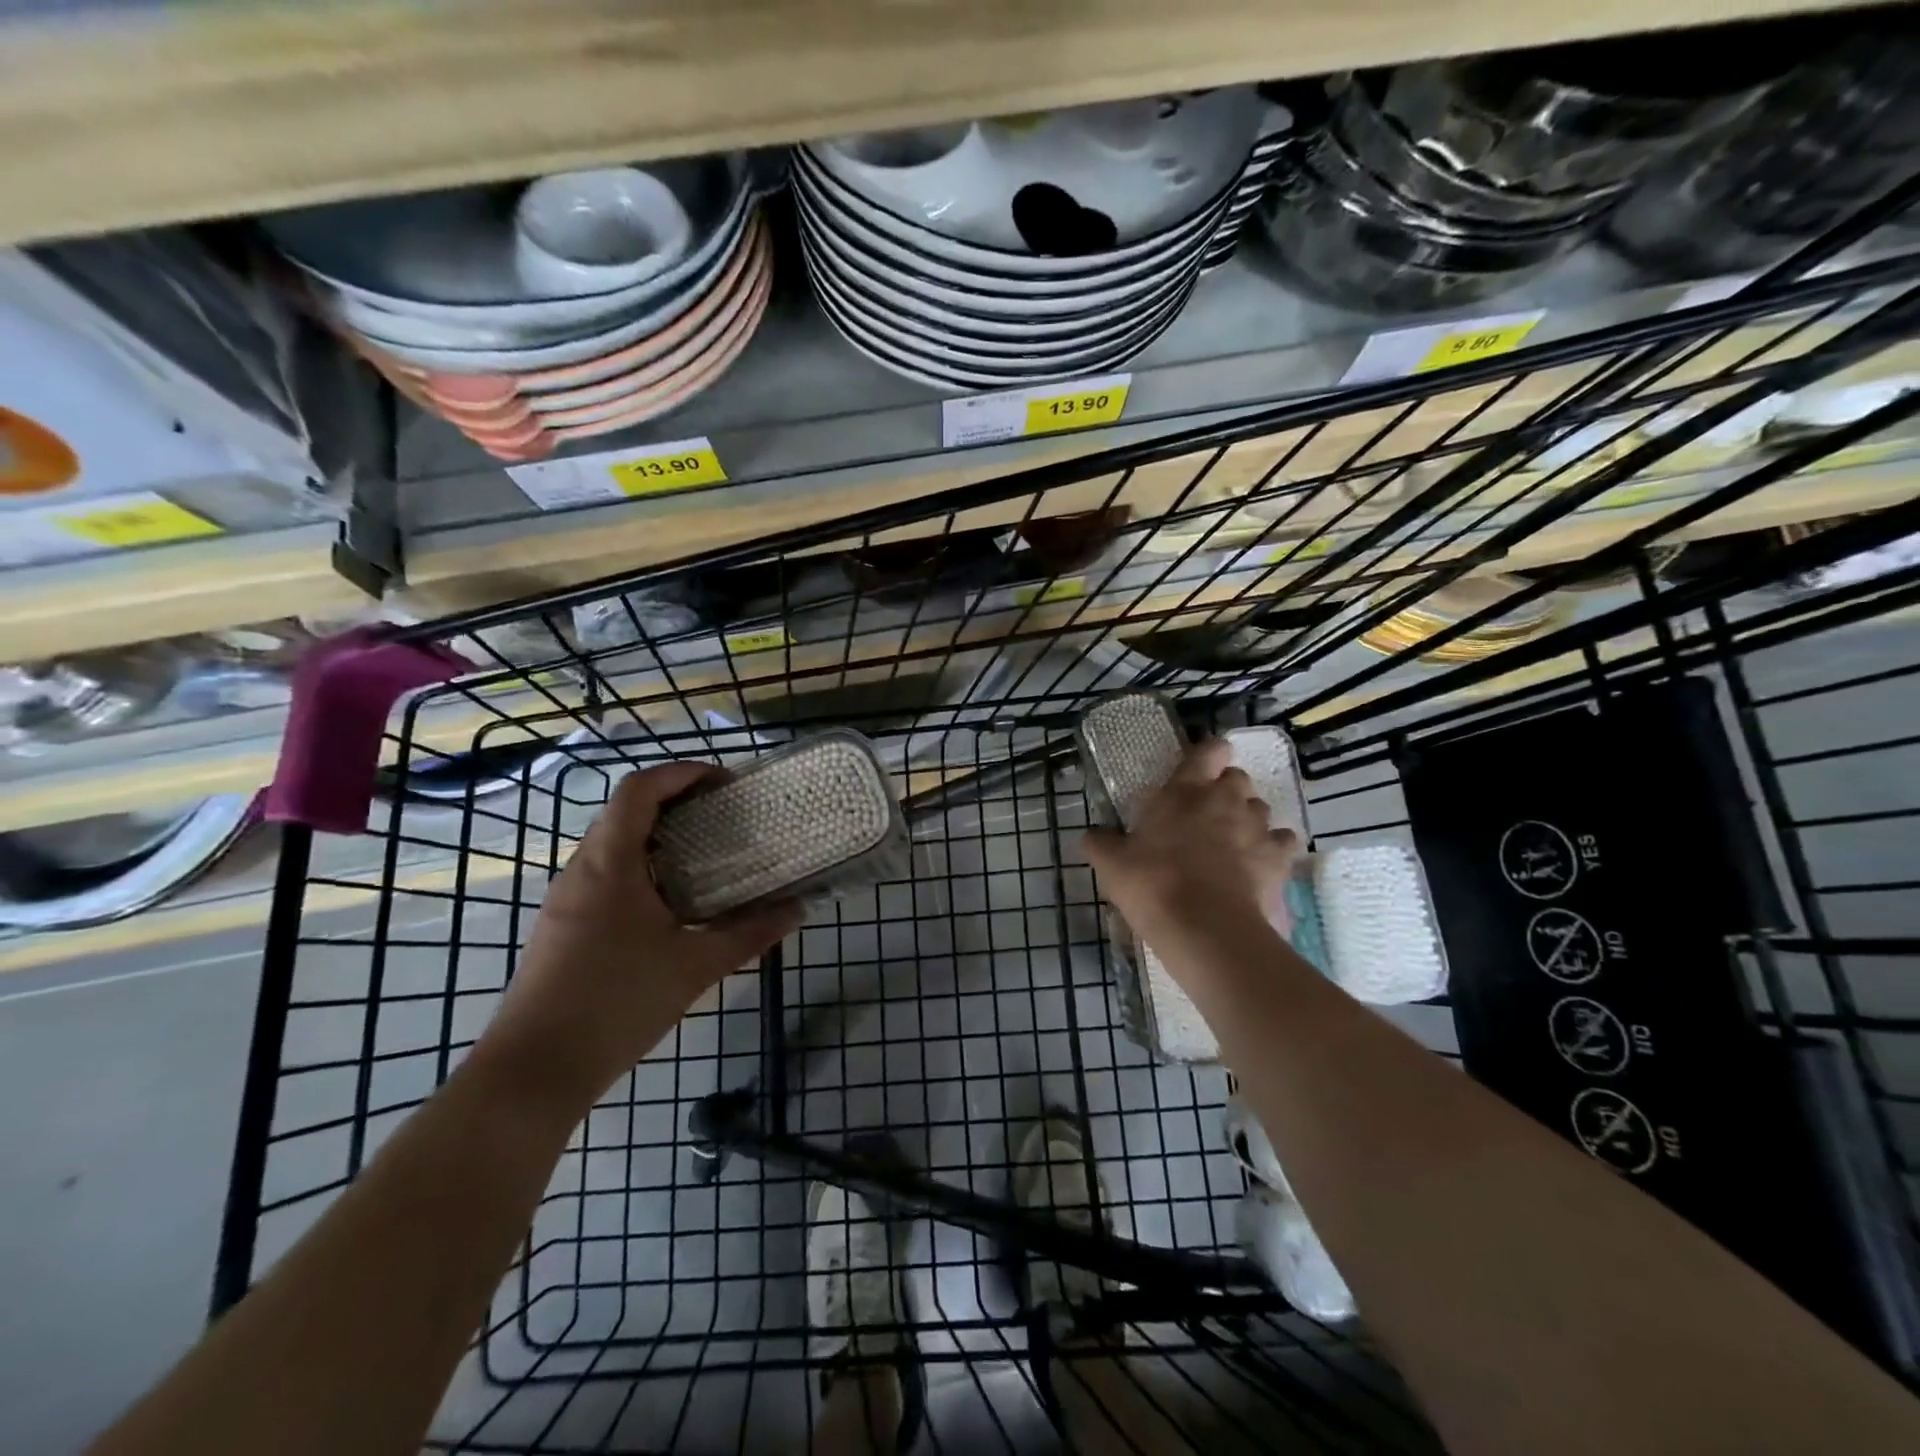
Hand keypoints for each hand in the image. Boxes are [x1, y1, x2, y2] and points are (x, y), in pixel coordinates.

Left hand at [471, 763, 802, 1115]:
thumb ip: (749, 934)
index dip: (682, 773)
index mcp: (610, 864)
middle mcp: (581, 870)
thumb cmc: (616, 1004)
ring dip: (659, 835)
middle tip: (725, 816)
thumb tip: (796, 910)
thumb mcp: (694, 966)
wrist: (534, 1071)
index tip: (725, 783)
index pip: (640, 789)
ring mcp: (566, 899)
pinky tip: (673, 902)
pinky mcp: (563, 926)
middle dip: (677, 801)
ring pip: (614, 844)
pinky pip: (605, 874)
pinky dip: (643, 867)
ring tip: (707, 854)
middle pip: (626, 810)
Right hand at [1083, 738, 1298, 941]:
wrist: (1207, 930)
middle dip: (1226, 789)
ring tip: (1233, 841)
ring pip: (1261, 807)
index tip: (1201, 766)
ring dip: (1248, 818)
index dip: (1208, 753)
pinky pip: (1283, 841)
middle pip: (1237, 778)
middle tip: (1207, 813)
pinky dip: (1273, 847)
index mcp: (1185, 791)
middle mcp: (1226, 799)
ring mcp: (1257, 828)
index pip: (1208, 750)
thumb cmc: (1154, 885)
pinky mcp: (1279, 859)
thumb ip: (1100, 843)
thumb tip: (1092, 834)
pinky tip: (1260, 863)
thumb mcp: (1112, 865)